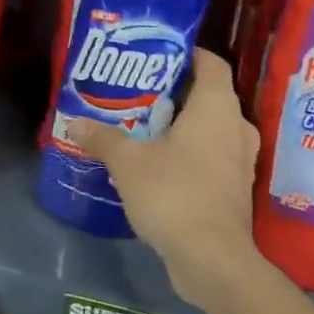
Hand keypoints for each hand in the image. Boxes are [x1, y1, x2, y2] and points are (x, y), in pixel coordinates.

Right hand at [65, 49, 262, 307]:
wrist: (211, 259)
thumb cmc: (173, 193)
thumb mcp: (127, 162)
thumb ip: (102, 138)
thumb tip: (74, 123)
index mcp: (216, 109)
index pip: (211, 63)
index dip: (187, 54)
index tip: (157, 55)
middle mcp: (236, 128)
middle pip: (210, 95)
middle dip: (176, 91)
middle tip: (140, 92)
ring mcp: (239, 161)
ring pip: (212, 128)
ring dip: (183, 125)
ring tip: (145, 126)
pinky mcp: (235, 190)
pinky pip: (212, 156)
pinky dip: (189, 152)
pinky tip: (158, 162)